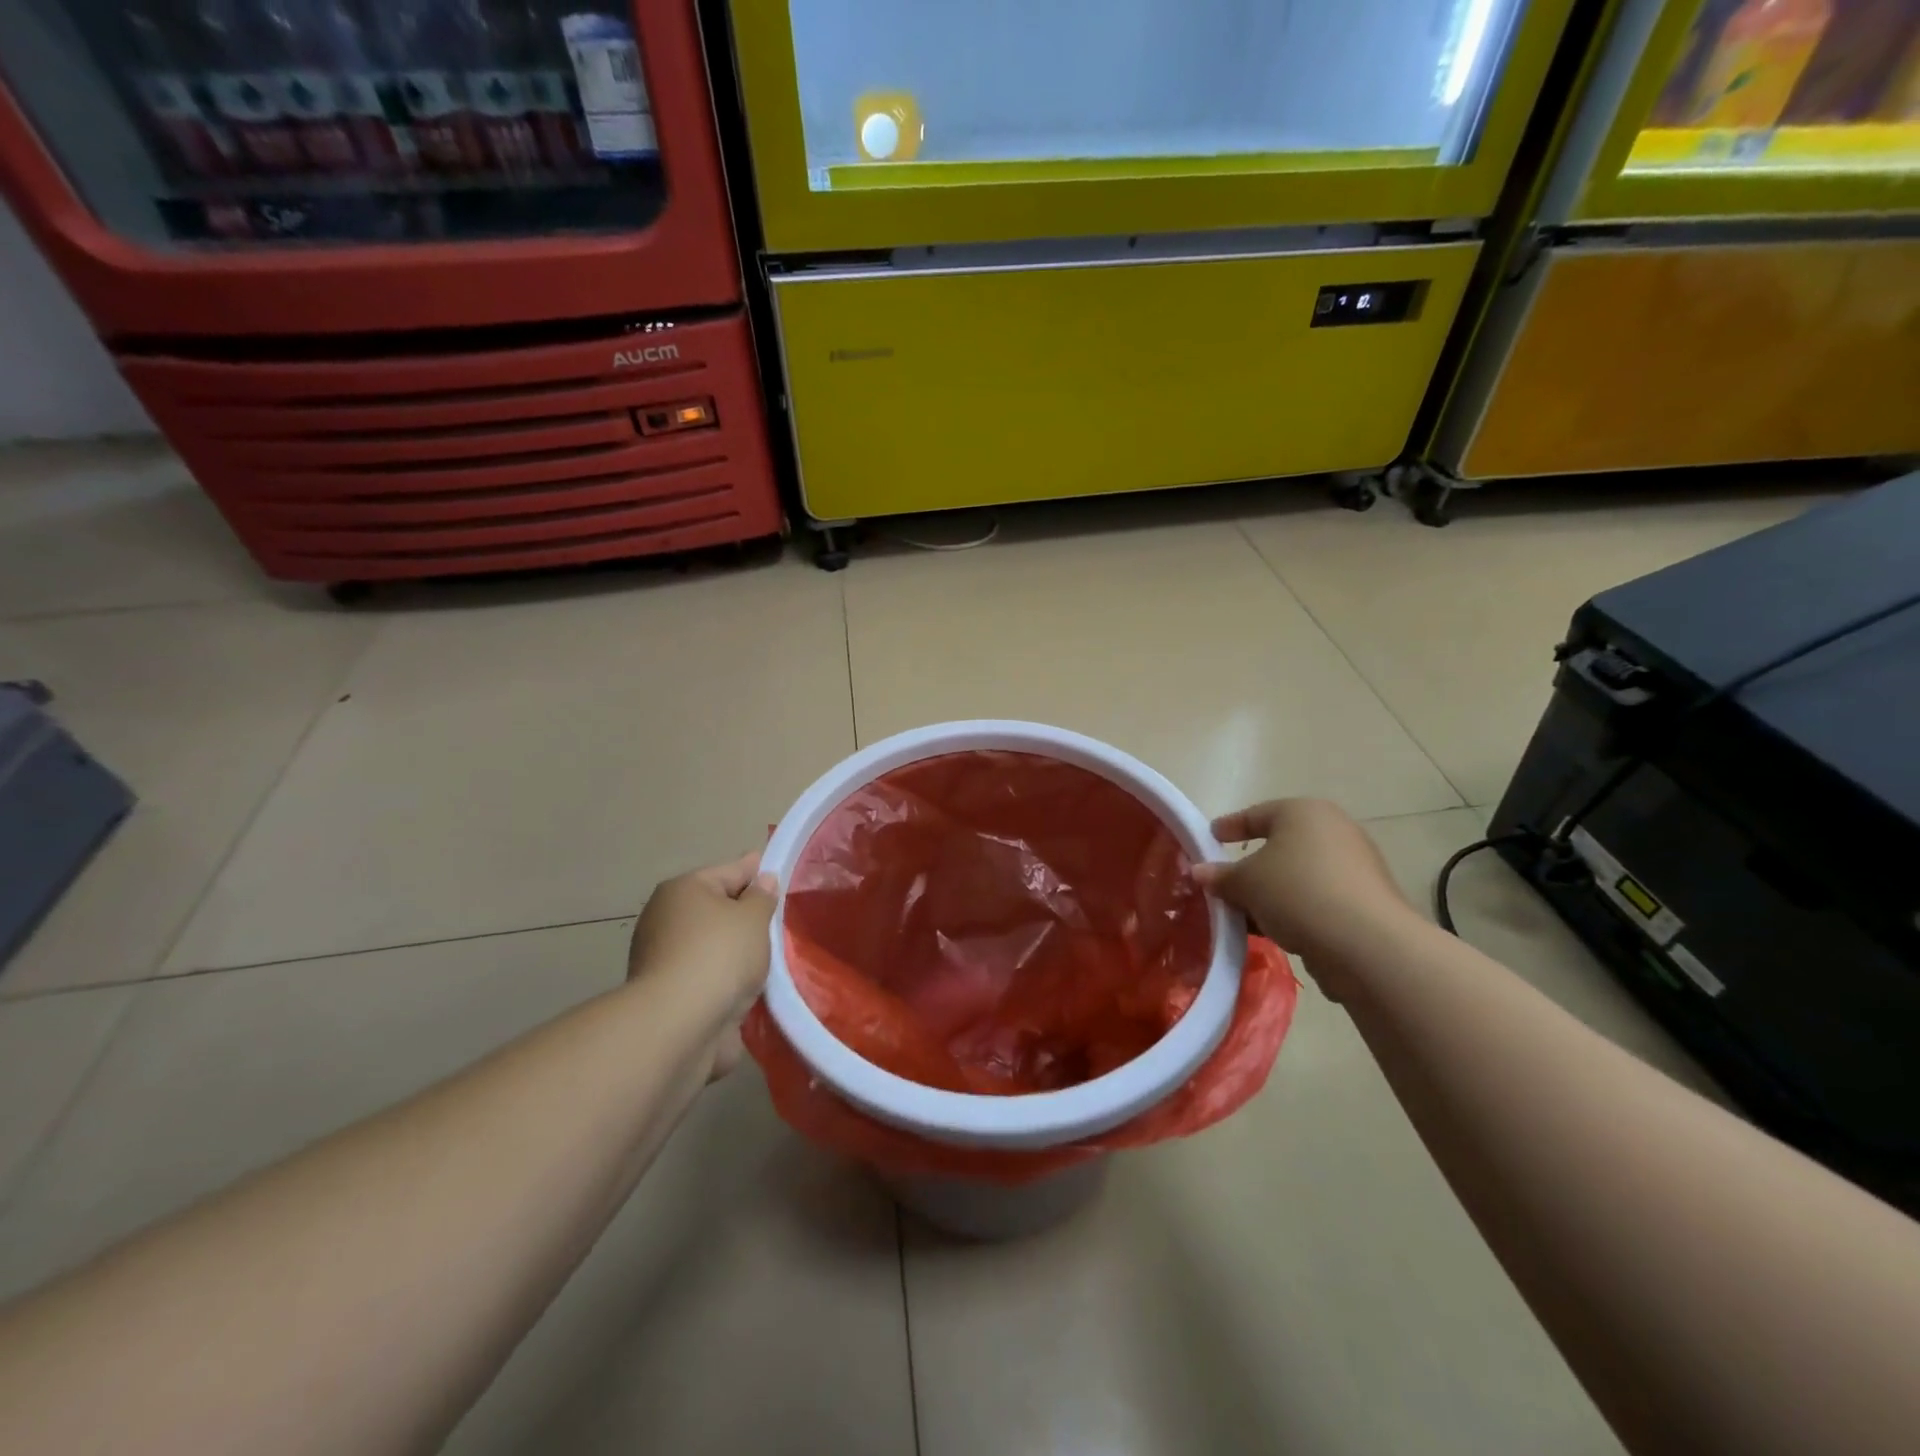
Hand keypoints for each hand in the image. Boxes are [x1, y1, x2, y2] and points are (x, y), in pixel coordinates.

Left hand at [628, 851, 777, 1077]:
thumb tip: (762, 880)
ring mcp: (661, 957)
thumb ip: (762, 897)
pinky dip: (724, 978)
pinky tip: (748, 985)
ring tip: (769, 957)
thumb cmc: (719, 955)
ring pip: (711, 944)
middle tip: (780, 920)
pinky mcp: (666, 993)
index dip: (757, 871)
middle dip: (746, 915)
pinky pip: (706, 975)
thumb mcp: (754, 918)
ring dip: (736, 950)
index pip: (730, 870)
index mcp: (683, 889)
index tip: (779, 871)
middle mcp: (665, 917)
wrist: (677, 1025)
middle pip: (717, 908)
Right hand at [1193, 799, 1418, 996]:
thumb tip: (1199, 872)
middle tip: (1225, 882)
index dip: (1229, 826)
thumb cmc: (1296, 892)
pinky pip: (1318, 898)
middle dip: (1252, 865)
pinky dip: (1295, 909)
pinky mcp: (1366, 900)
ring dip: (1272, 893)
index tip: (1208, 838)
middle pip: (1281, 845)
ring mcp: (1355, 866)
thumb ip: (1220, 876)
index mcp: (1304, 812)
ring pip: (1299, 875)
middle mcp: (1334, 830)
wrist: (1366, 943)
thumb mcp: (1245, 882)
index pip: (1257, 814)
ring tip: (1245, 913)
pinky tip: (1275, 930)